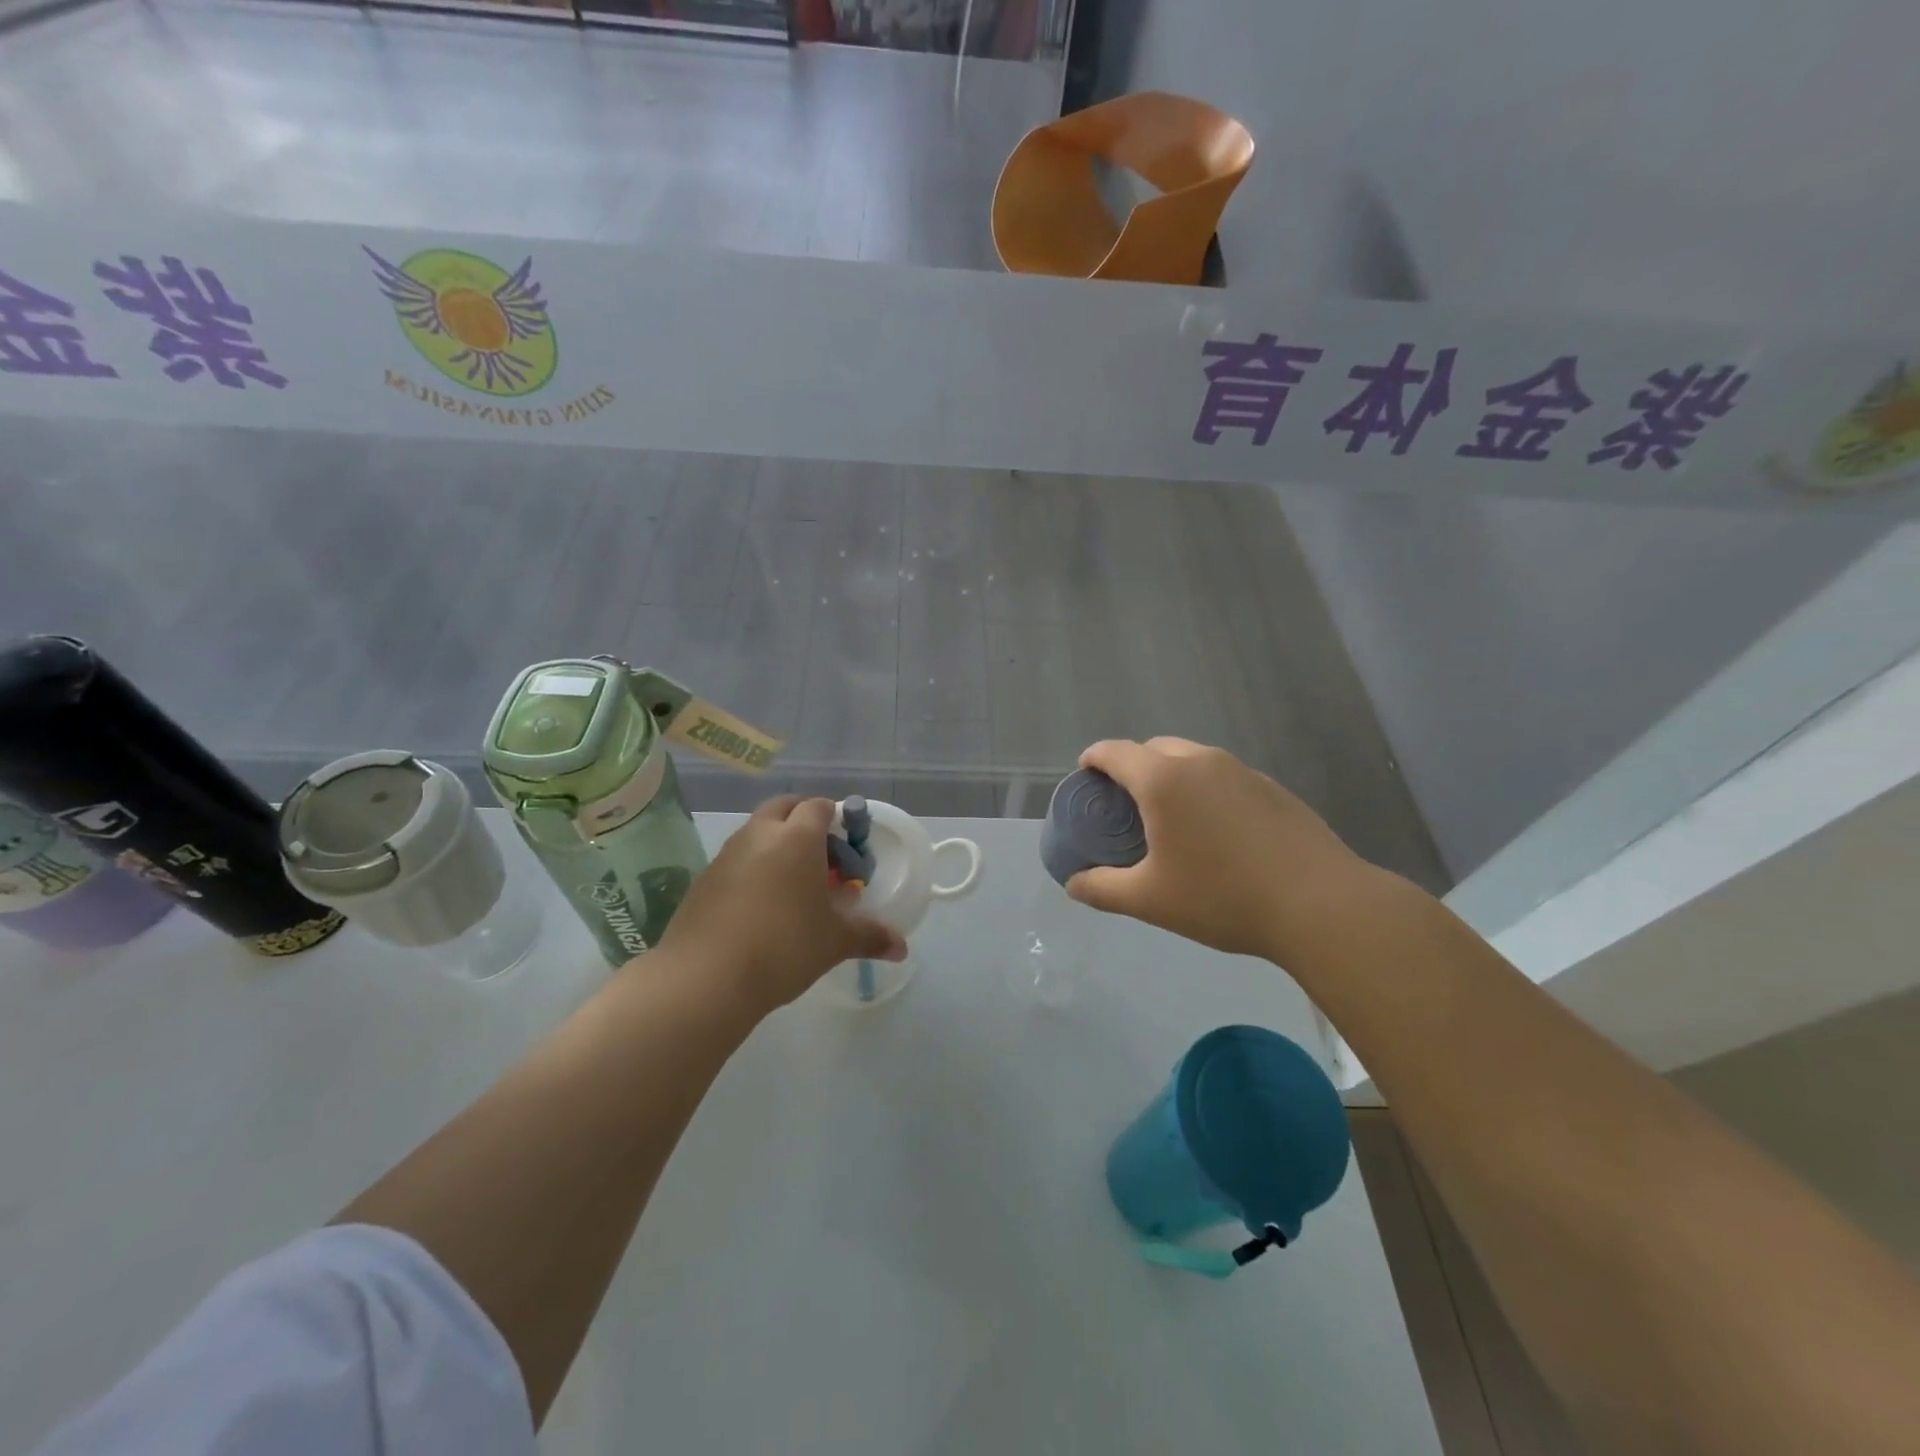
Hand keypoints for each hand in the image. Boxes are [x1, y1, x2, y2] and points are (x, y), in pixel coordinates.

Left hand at [659, 796, 905, 1014]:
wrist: (705, 978)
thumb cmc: (784, 947)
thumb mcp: (834, 942)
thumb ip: (869, 937)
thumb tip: (901, 947)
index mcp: (797, 838)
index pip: (819, 806)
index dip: (835, 819)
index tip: (846, 848)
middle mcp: (760, 834)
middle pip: (784, 806)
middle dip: (803, 820)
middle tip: (820, 856)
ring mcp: (726, 854)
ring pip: (756, 831)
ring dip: (775, 843)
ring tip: (791, 884)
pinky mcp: (703, 879)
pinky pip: (735, 859)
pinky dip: (751, 867)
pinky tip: (759, 906)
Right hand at [1065, 738, 1369, 963]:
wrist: (1320, 904)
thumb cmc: (1222, 897)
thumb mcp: (1150, 900)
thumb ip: (1103, 889)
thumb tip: (1074, 885)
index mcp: (1164, 780)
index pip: (1115, 752)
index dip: (1093, 760)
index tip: (1085, 777)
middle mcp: (1201, 762)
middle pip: (1154, 748)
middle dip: (1132, 767)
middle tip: (1125, 805)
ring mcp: (1242, 771)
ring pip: (1192, 759)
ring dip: (1171, 776)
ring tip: (1170, 818)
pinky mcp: (1272, 787)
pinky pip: (1223, 776)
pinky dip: (1205, 790)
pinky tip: (1217, 832)